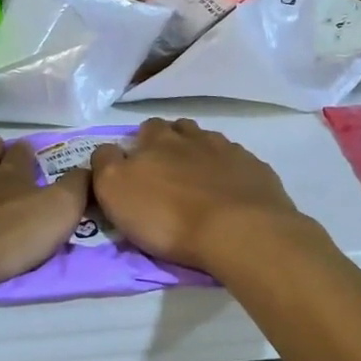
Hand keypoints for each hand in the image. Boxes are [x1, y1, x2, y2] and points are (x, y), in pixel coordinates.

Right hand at [91, 118, 307, 274]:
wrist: (240, 231)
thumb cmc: (168, 217)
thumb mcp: (116, 192)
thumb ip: (105, 164)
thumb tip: (107, 152)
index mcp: (154, 141)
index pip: (135, 133)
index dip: (129, 150)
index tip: (129, 170)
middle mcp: (189, 137)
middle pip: (172, 129)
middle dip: (165, 142)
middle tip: (162, 170)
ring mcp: (226, 150)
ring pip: (205, 139)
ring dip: (196, 150)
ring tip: (195, 175)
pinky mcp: (254, 168)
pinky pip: (236, 160)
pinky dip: (227, 169)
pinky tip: (228, 188)